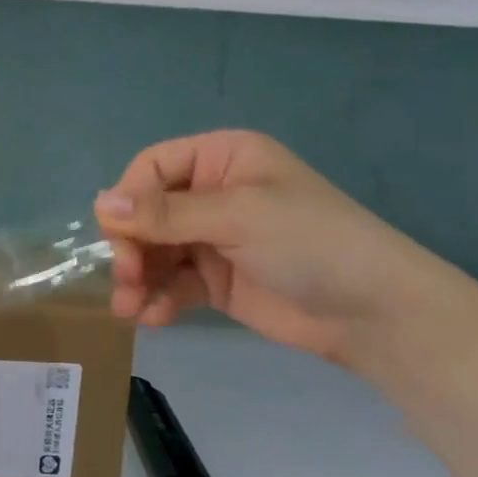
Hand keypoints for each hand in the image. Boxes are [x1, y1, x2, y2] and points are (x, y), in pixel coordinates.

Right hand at [94, 130, 477, 365]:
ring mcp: (214, 238)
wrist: (376, 315)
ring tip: (128, 308)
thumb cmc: (310, 242)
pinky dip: (158, 298)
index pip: (153, 167)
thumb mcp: (237, 216)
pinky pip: (173, 282)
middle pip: (148, 212)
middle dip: (131, 245)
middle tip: (125, 278)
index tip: (116, 235)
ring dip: (137, 277)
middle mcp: (212, 193)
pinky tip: (153, 318)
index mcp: (221, 158)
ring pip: (155, 250)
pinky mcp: (217, 280)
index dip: (129, 198)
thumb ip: (166, 213)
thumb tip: (100, 204)